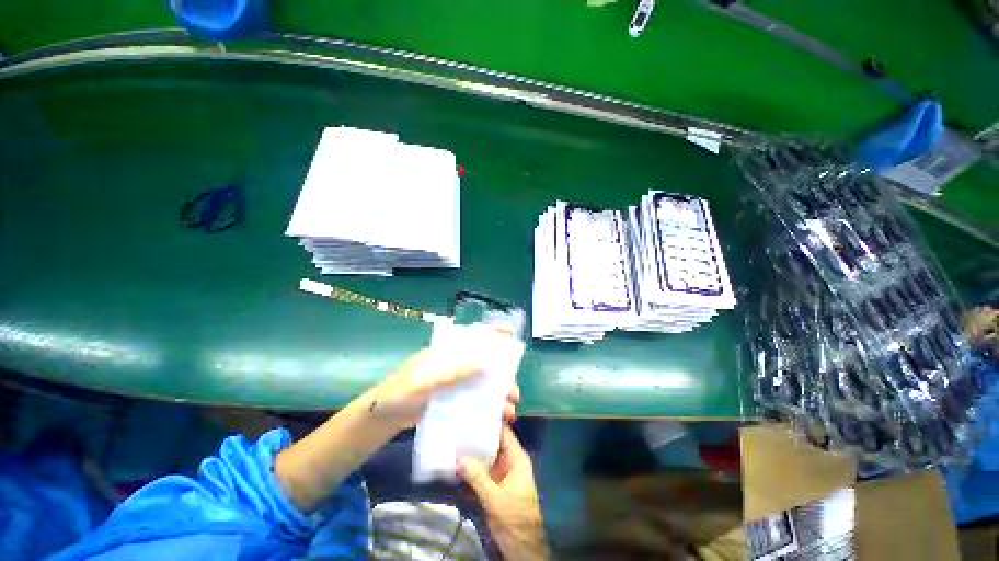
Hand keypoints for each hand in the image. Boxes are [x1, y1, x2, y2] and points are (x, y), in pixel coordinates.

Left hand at [369, 347, 520, 431]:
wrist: (382, 417)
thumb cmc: (400, 392)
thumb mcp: (422, 382)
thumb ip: (450, 374)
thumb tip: (484, 365)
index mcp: (447, 352)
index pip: (473, 337)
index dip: (492, 334)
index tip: (512, 336)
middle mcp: (454, 364)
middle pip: (484, 364)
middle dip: (502, 376)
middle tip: (514, 393)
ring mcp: (454, 383)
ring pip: (482, 384)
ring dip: (498, 396)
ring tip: (509, 411)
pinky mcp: (452, 400)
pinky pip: (473, 400)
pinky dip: (486, 408)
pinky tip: (496, 420)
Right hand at [459, 427, 548, 559]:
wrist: (521, 548)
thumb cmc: (515, 519)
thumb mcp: (496, 499)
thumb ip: (478, 478)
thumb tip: (459, 457)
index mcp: (516, 458)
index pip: (503, 431)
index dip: (490, 420)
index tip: (473, 409)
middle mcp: (508, 460)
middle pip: (492, 441)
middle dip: (476, 433)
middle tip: (457, 422)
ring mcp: (499, 472)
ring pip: (484, 455)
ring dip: (471, 449)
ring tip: (452, 436)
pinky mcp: (492, 484)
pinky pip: (479, 469)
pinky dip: (469, 465)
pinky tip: (454, 459)